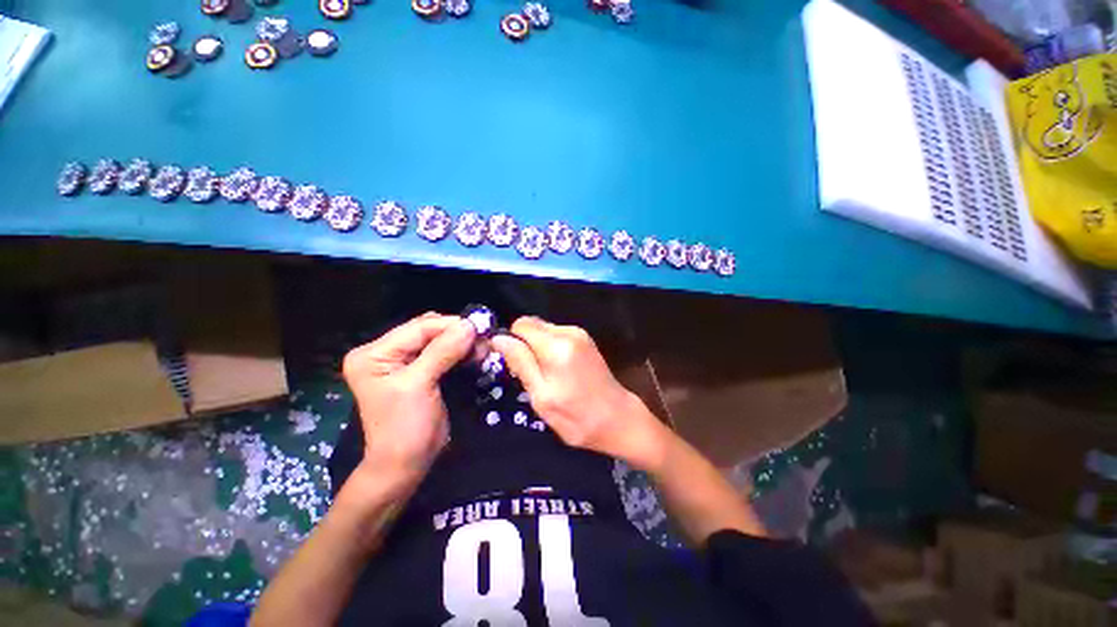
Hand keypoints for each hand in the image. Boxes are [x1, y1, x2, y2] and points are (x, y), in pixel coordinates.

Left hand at [342, 313, 475, 488]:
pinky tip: (475, 354)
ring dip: (462, 342)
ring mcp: (403, 362)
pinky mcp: (420, 371)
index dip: (449, 325)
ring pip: (438, 341)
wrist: (406, 464)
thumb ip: (443, 352)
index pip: (417, 328)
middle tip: (484, 338)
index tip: (479, 327)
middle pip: (427, 331)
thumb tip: (469, 325)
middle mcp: (385, 353)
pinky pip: (443, 353)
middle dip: (457, 333)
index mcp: (373, 354)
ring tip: (483, 348)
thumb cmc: (404, 427)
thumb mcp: (419, 385)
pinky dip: (461, 352)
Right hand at [491, 316, 668, 469]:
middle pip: (532, 325)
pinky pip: (557, 335)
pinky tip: (559, 370)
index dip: (512, 341)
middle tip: (530, 373)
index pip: (520, 325)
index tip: (514, 364)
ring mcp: (580, 333)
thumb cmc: (576, 416)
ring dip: (538, 348)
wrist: (618, 419)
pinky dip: (550, 348)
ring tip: (547, 375)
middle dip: (525, 345)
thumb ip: (521, 363)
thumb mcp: (541, 396)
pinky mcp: (586, 339)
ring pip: (544, 330)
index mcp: (556, 345)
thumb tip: (499, 339)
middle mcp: (569, 332)